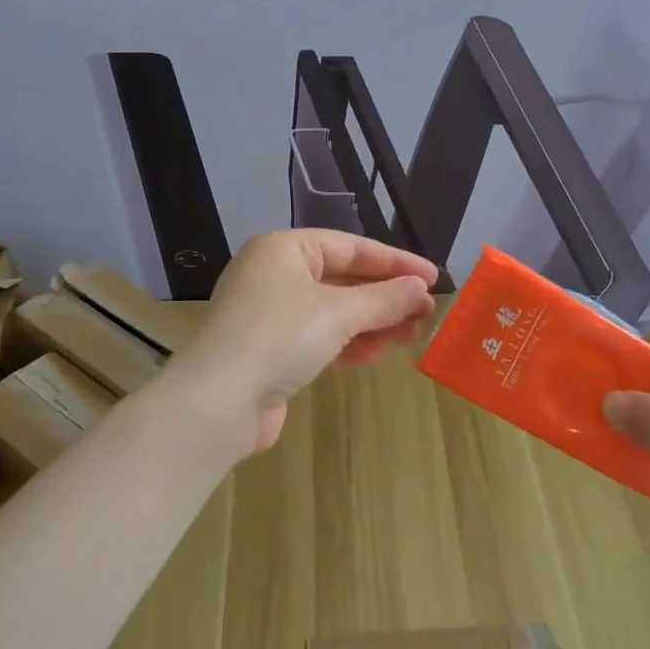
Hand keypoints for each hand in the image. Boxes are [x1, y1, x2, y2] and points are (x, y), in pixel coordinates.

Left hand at [166, 230, 437, 459]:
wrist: (218, 402)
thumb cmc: (279, 337)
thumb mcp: (338, 312)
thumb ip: (384, 299)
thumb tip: (420, 289)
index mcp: (284, 249)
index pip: (350, 246)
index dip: (394, 262)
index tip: (432, 278)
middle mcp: (274, 275)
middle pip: (342, 279)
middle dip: (385, 297)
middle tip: (424, 314)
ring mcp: (269, 315)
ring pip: (332, 311)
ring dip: (371, 323)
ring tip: (408, 337)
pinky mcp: (270, 351)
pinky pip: (318, 338)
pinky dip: (347, 343)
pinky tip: (372, 355)